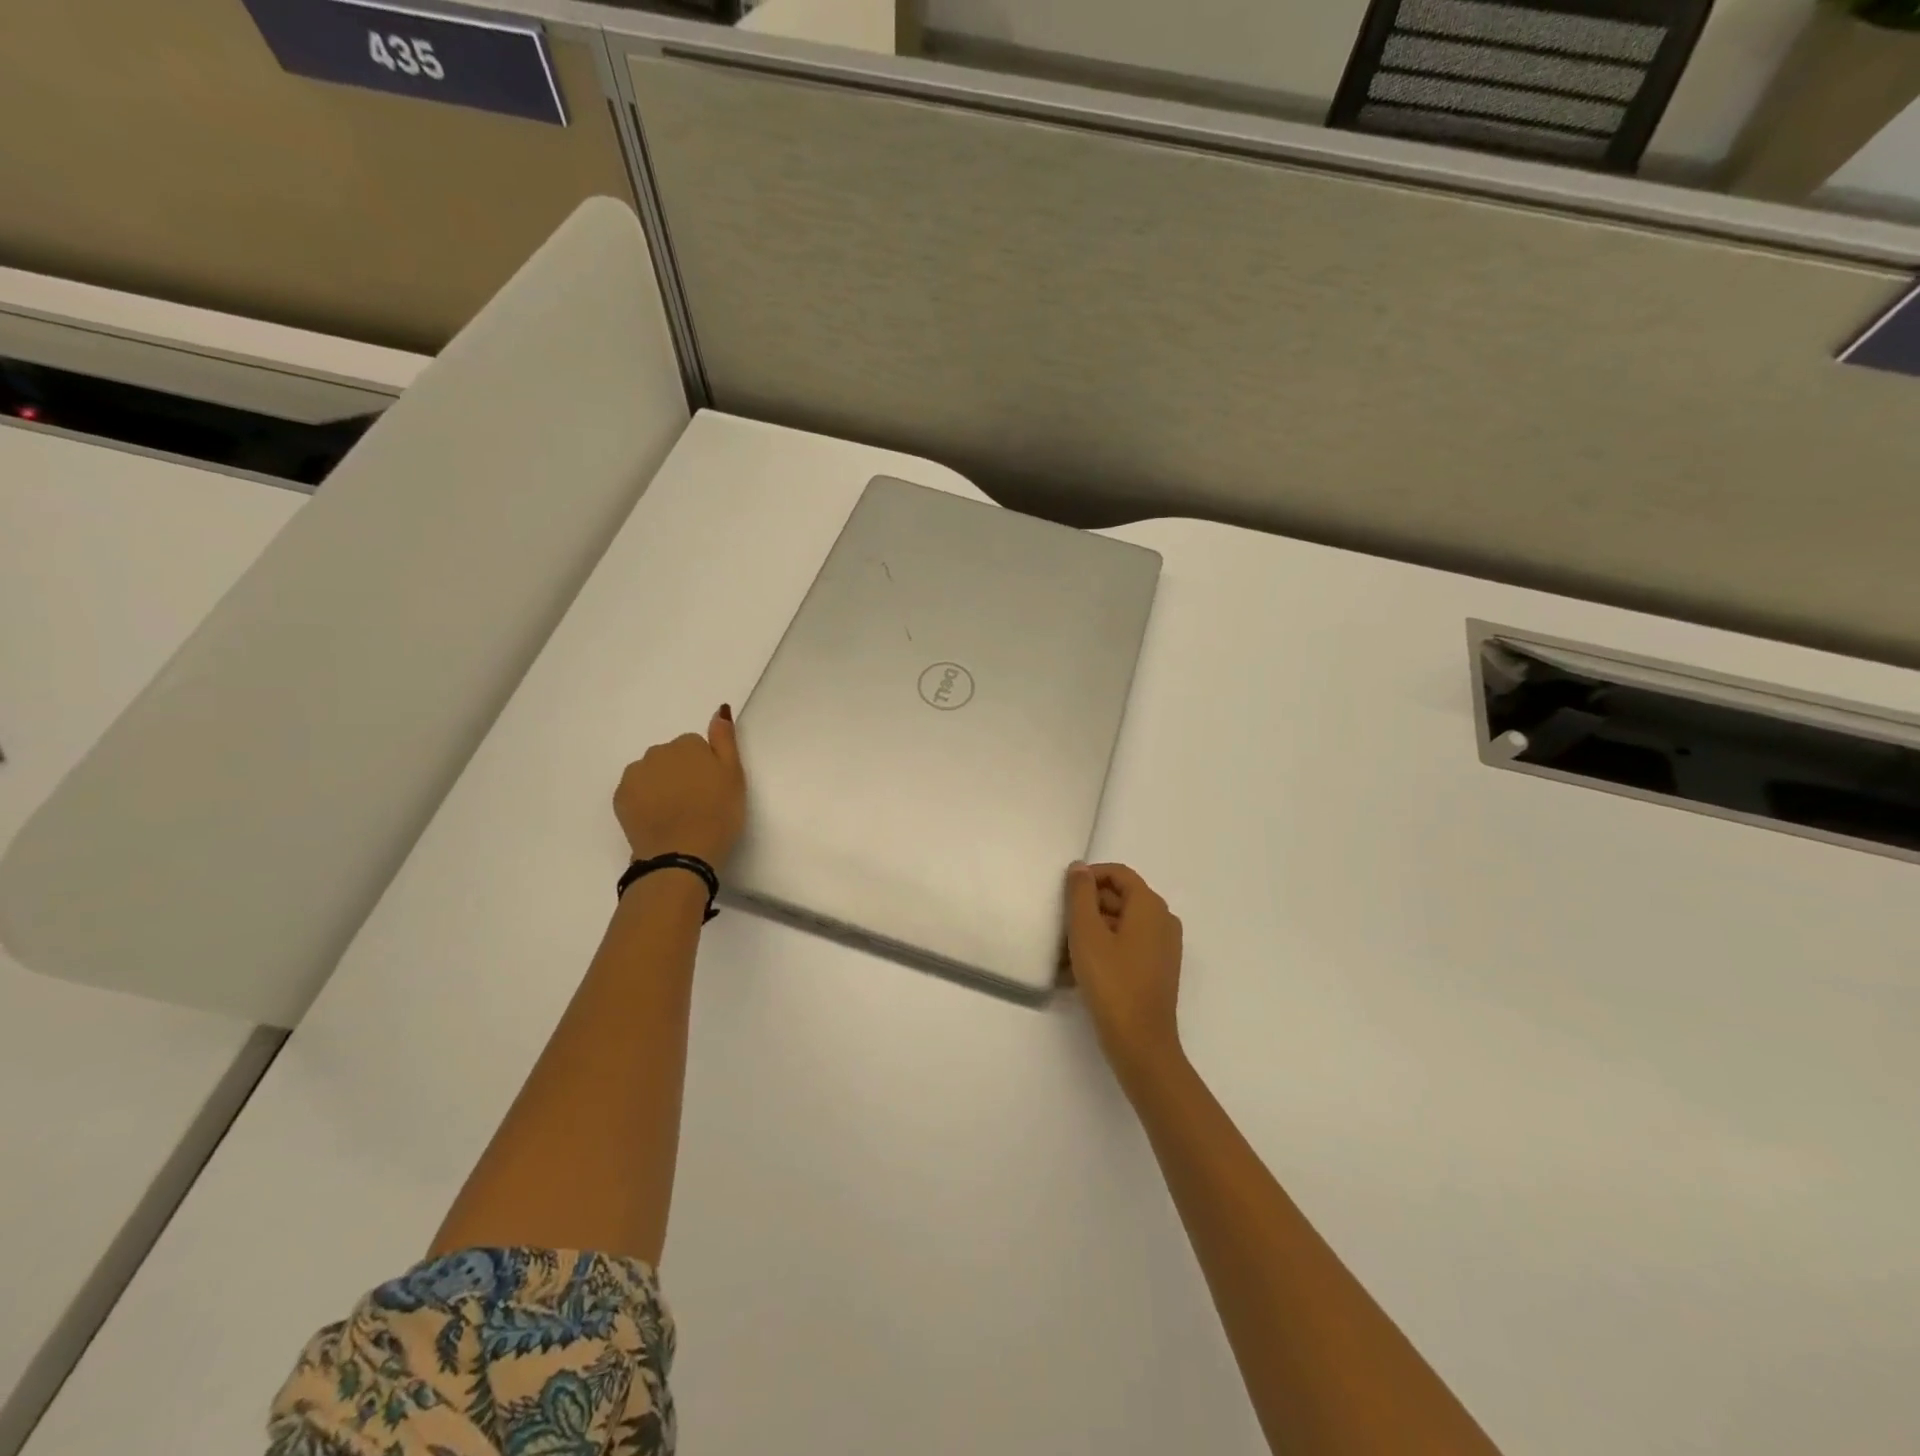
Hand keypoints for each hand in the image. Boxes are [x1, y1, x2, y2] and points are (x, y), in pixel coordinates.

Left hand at [614, 705, 746, 870]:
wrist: (681, 856)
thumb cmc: (718, 815)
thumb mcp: (734, 776)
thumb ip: (725, 740)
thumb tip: (719, 710)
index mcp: (687, 745)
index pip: (696, 746)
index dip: (706, 767)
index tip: (712, 789)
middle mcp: (657, 752)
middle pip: (671, 757)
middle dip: (681, 773)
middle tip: (696, 803)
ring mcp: (635, 775)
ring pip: (651, 772)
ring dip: (661, 784)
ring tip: (676, 813)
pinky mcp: (620, 797)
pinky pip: (636, 791)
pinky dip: (645, 800)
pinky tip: (659, 819)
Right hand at [1064, 862, 1184, 1090]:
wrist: (1140, 1042)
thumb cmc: (1111, 981)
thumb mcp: (1086, 932)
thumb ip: (1081, 894)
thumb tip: (1080, 867)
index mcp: (1150, 905)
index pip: (1118, 874)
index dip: (1089, 877)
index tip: (1063, 894)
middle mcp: (1163, 920)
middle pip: (1120, 898)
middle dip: (1088, 907)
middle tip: (1059, 924)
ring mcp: (1164, 947)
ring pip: (1121, 924)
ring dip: (1092, 931)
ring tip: (1063, 952)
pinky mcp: (1158, 970)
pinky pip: (1128, 946)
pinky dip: (1104, 950)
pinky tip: (1078, 971)